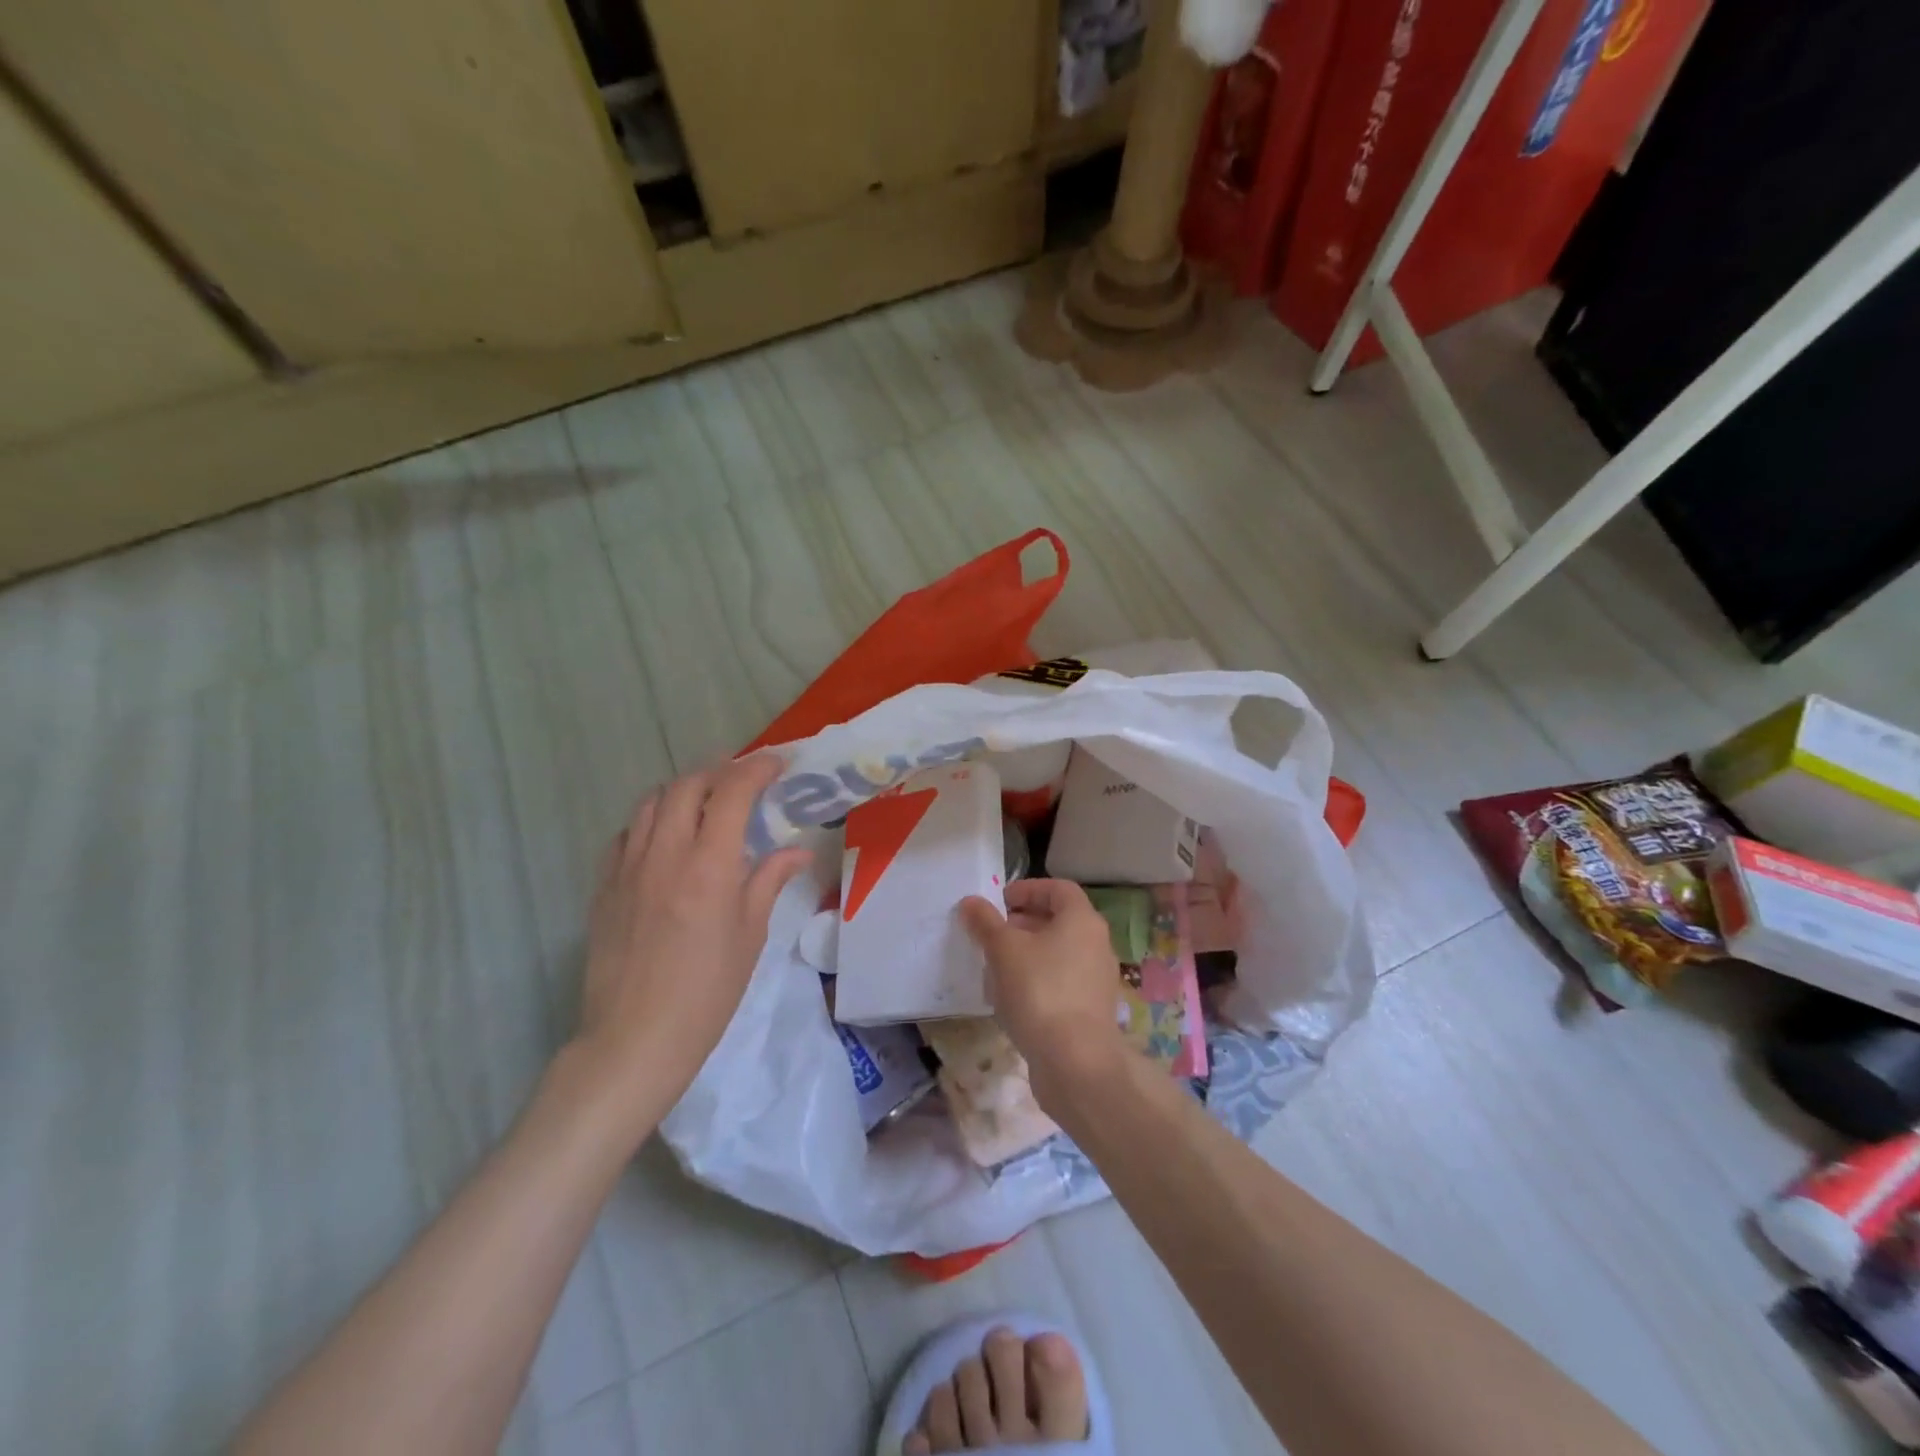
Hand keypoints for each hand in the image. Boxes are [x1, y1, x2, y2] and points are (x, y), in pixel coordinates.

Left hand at [570, 755, 811, 1130]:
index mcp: (709, 866)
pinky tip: (664, 840)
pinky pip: (625, 834)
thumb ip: (769, 881)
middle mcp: (664, 853)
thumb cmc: (707, 992)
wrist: (634, 1039)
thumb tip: (796, 850)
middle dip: (719, 772)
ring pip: (650, 802)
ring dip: (682, 791)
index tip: (777, 765)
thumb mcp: (750, 935)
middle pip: (687, 785)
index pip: (732, 792)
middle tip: (742, 783)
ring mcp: (627, 867)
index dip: (757, 768)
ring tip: (704, 804)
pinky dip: (650, 821)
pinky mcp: (603, 886)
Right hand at [960, 879, 1127, 1108]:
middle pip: (1060, 920)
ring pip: (1059, 953)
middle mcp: (1097, 944)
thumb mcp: (1003, 950)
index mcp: (1082, 920)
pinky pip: (1062, 982)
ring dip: (1028, 953)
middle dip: (1024, 922)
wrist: (1076, 1063)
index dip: (1028, 889)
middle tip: (993, 933)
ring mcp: (1097, 979)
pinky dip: (1038, 980)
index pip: (1059, 889)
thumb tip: (971, 902)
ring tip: (996, 966)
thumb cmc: (1040, 991)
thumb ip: (986, 923)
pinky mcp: (1091, 1010)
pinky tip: (1013, 999)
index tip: (999, 902)